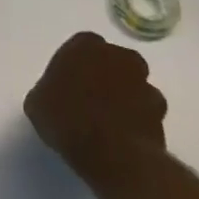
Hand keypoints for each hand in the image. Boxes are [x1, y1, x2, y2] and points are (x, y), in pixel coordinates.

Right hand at [24, 31, 167, 181]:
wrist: (110, 152)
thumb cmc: (65, 118)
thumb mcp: (37, 103)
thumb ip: (48, 91)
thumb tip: (53, 97)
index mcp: (85, 46)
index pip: (81, 46)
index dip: (75, 65)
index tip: (67, 83)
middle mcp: (119, 56)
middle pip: (113, 62)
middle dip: (105, 76)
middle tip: (90, 98)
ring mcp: (145, 84)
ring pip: (135, 87)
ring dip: (125, 98)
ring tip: (108, 122)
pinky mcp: (161, 114)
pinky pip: (146, 113)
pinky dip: (138, 121)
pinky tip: (123, 138)